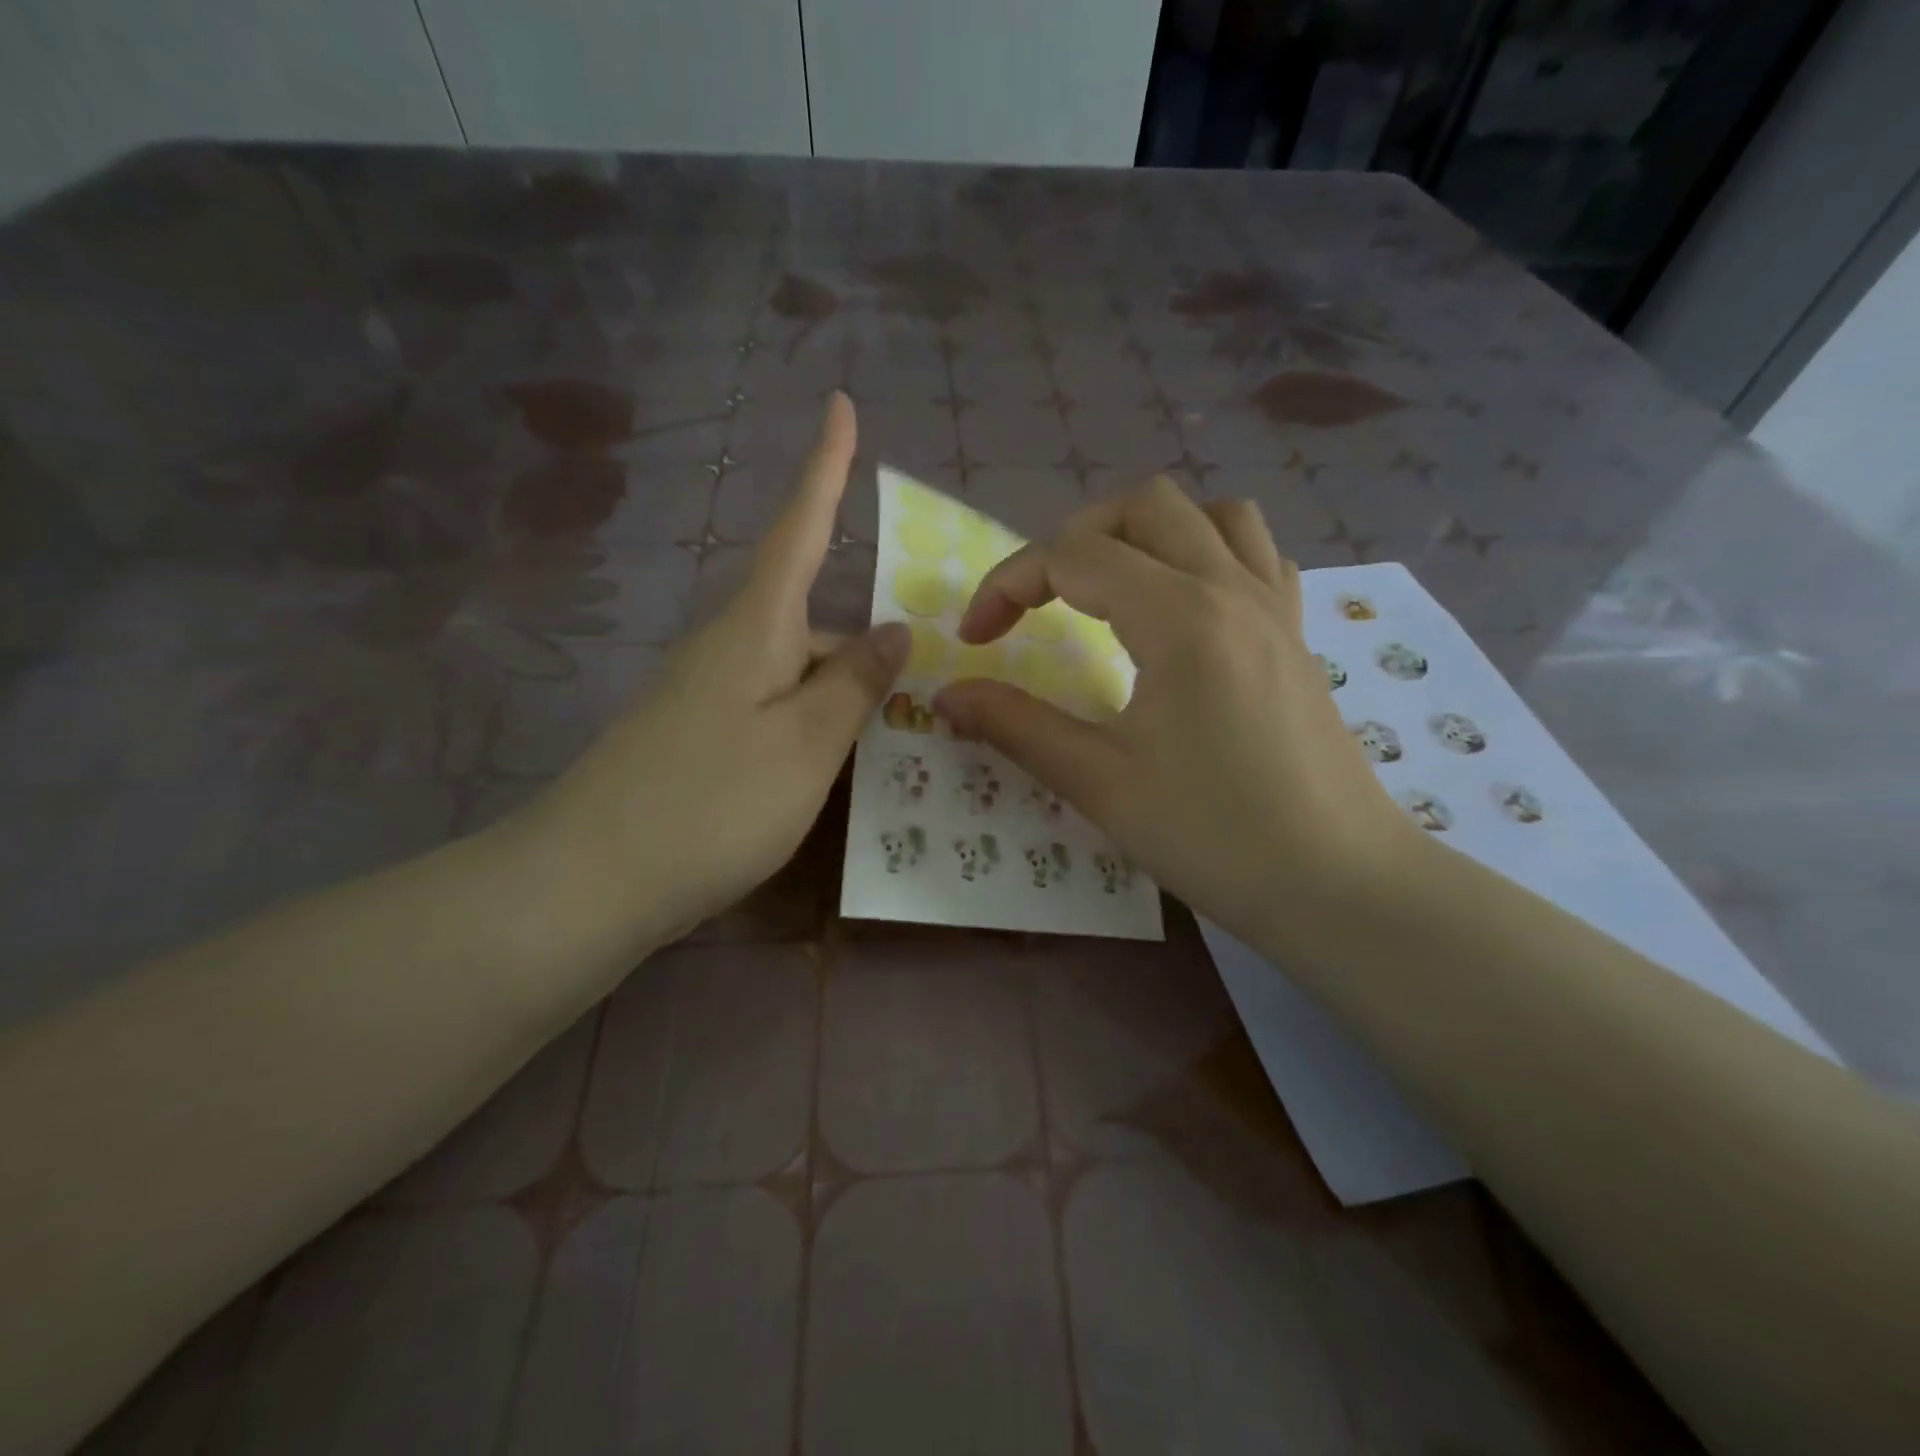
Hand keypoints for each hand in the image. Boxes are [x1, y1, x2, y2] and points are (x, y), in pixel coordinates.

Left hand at [530, 392, 906, 945]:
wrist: (590, 881)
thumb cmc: (712, 803)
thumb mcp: (807, 743)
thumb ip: (855, 683)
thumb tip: (893, 629)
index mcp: (755, 628)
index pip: (799, 529)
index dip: (825, 469)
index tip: (841, 404)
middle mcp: (726, 647)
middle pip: (808, 619)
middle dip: (860, 643)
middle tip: (918, 683)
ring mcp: (706, 695)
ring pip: (793, 671)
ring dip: (840, 692)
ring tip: (891, 737)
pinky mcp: (696, 738)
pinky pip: (773, 710)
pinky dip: (811, 724)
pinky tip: (834, 767)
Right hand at [934, 477, 1418, 946]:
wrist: (1339, 884)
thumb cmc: (1214, 836)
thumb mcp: (1099, 783)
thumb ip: (1016, 726)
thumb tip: (946, 695)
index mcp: (1180, 616)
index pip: (1073, 556)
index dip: (1008, 584)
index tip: (976, 638)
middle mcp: (1232, 588)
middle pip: (1143, 506)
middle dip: (1073, 539)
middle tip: (1039, 602)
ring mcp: (1276, 606)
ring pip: (1212, 514)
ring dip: (1148, 533)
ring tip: (1111, 588)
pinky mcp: (1298, 634)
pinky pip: (1256, 554)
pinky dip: (1208, 554)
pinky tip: (1185, 607)